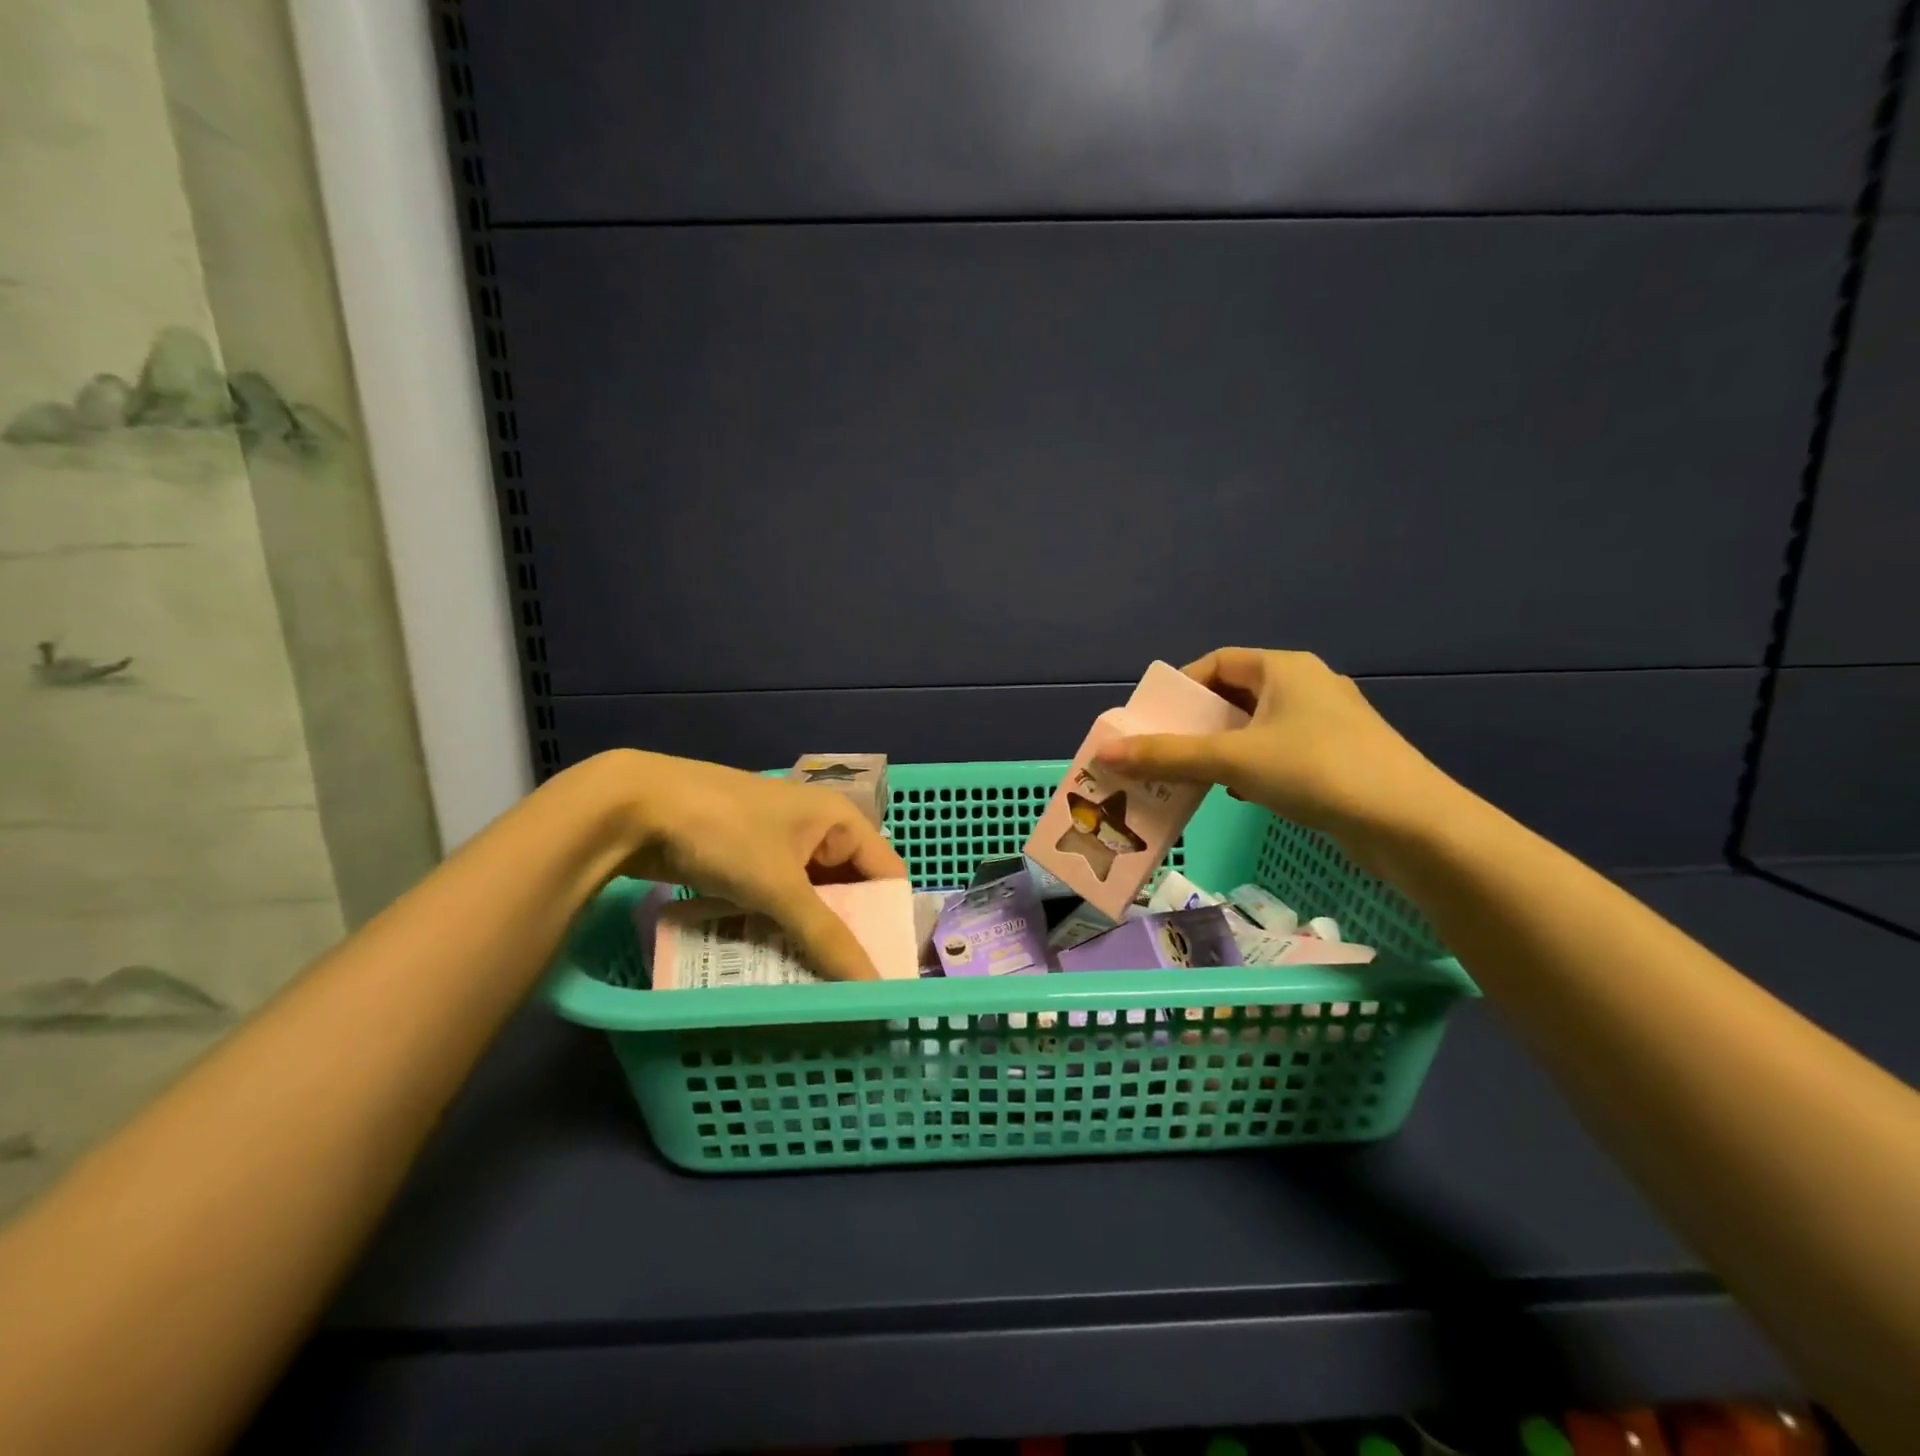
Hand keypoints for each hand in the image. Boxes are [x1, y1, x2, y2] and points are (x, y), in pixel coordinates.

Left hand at [612, 753, 908, 980]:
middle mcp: (816, 830)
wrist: (633, 808)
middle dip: (849, 934)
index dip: (891, 920)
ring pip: (811, 899)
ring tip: (819, 986)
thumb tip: (873, 988)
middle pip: (849, 889)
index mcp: (839, 820)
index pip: (886, 874)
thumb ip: (827, 937)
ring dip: (812, 936)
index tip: (890, 971)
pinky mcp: (746, 861)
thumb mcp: (780, 886)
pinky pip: (778, 900)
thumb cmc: (724, 834)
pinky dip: (780, 929)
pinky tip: (778, 963)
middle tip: (854, 989)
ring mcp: (778, 845)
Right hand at [1094, 648, 1458, 853]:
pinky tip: (1238, 795)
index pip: (1218, 663)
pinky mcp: (1339, 758)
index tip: (1153, 719)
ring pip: (1256, 729)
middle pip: (1234, 696)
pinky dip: (1251, 768)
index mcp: (1284, 668)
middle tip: (1162, 753)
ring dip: (1221, 750)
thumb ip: (1168, 755)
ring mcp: (1327, 723)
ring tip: (1191, 777)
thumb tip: (1106, 751)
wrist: (1413, 826)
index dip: (1181, 688)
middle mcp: (1307, 686)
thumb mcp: (1234, 761)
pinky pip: (1279, 753)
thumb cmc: (1318, 772)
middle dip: (1196, 725)